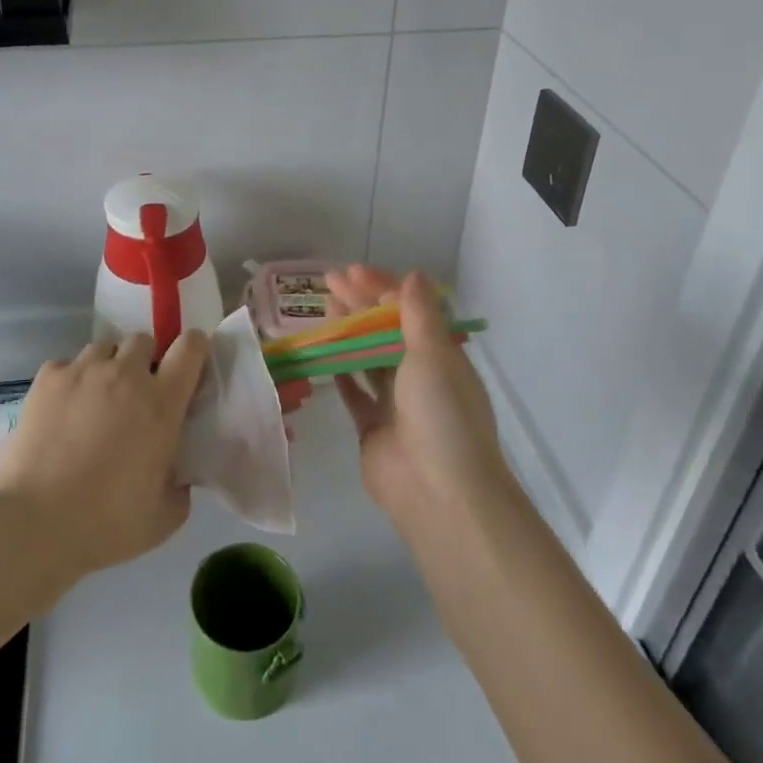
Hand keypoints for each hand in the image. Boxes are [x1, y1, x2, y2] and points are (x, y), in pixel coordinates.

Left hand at [0, 330, 209, 584]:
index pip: (190, 347)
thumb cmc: (106, 523)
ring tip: (96, 400)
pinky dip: (70, 381)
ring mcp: (83, 371)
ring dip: (107, 367)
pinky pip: (67, 365)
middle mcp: (125, 375)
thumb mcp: (163, 518)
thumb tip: (177, 475)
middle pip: (143, 340)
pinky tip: (62, 412)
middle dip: (144, 360)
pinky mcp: (47, 377)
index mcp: (161, 403)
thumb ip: (180, 487)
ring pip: (104, 348)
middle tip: (135, 395)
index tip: (188, 367)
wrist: (34, 523)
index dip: (193, 349)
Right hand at [326, 266, 514, 534]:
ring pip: (367, 357)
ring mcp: (395, 402)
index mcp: (441, 354)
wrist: (439, 492)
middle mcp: (420, 374)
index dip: (381, 286)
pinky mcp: (372, 426)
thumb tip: (413, 274)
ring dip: (347, 331)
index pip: (409, 309)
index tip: (352, 271)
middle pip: (385, 330)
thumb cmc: (440, 414)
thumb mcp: (433, 354)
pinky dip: (340, 372)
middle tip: (328, 281)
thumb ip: (418, 313)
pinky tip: (322, 352)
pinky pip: (353, 392)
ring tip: (323, 307)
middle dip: (359, 303)